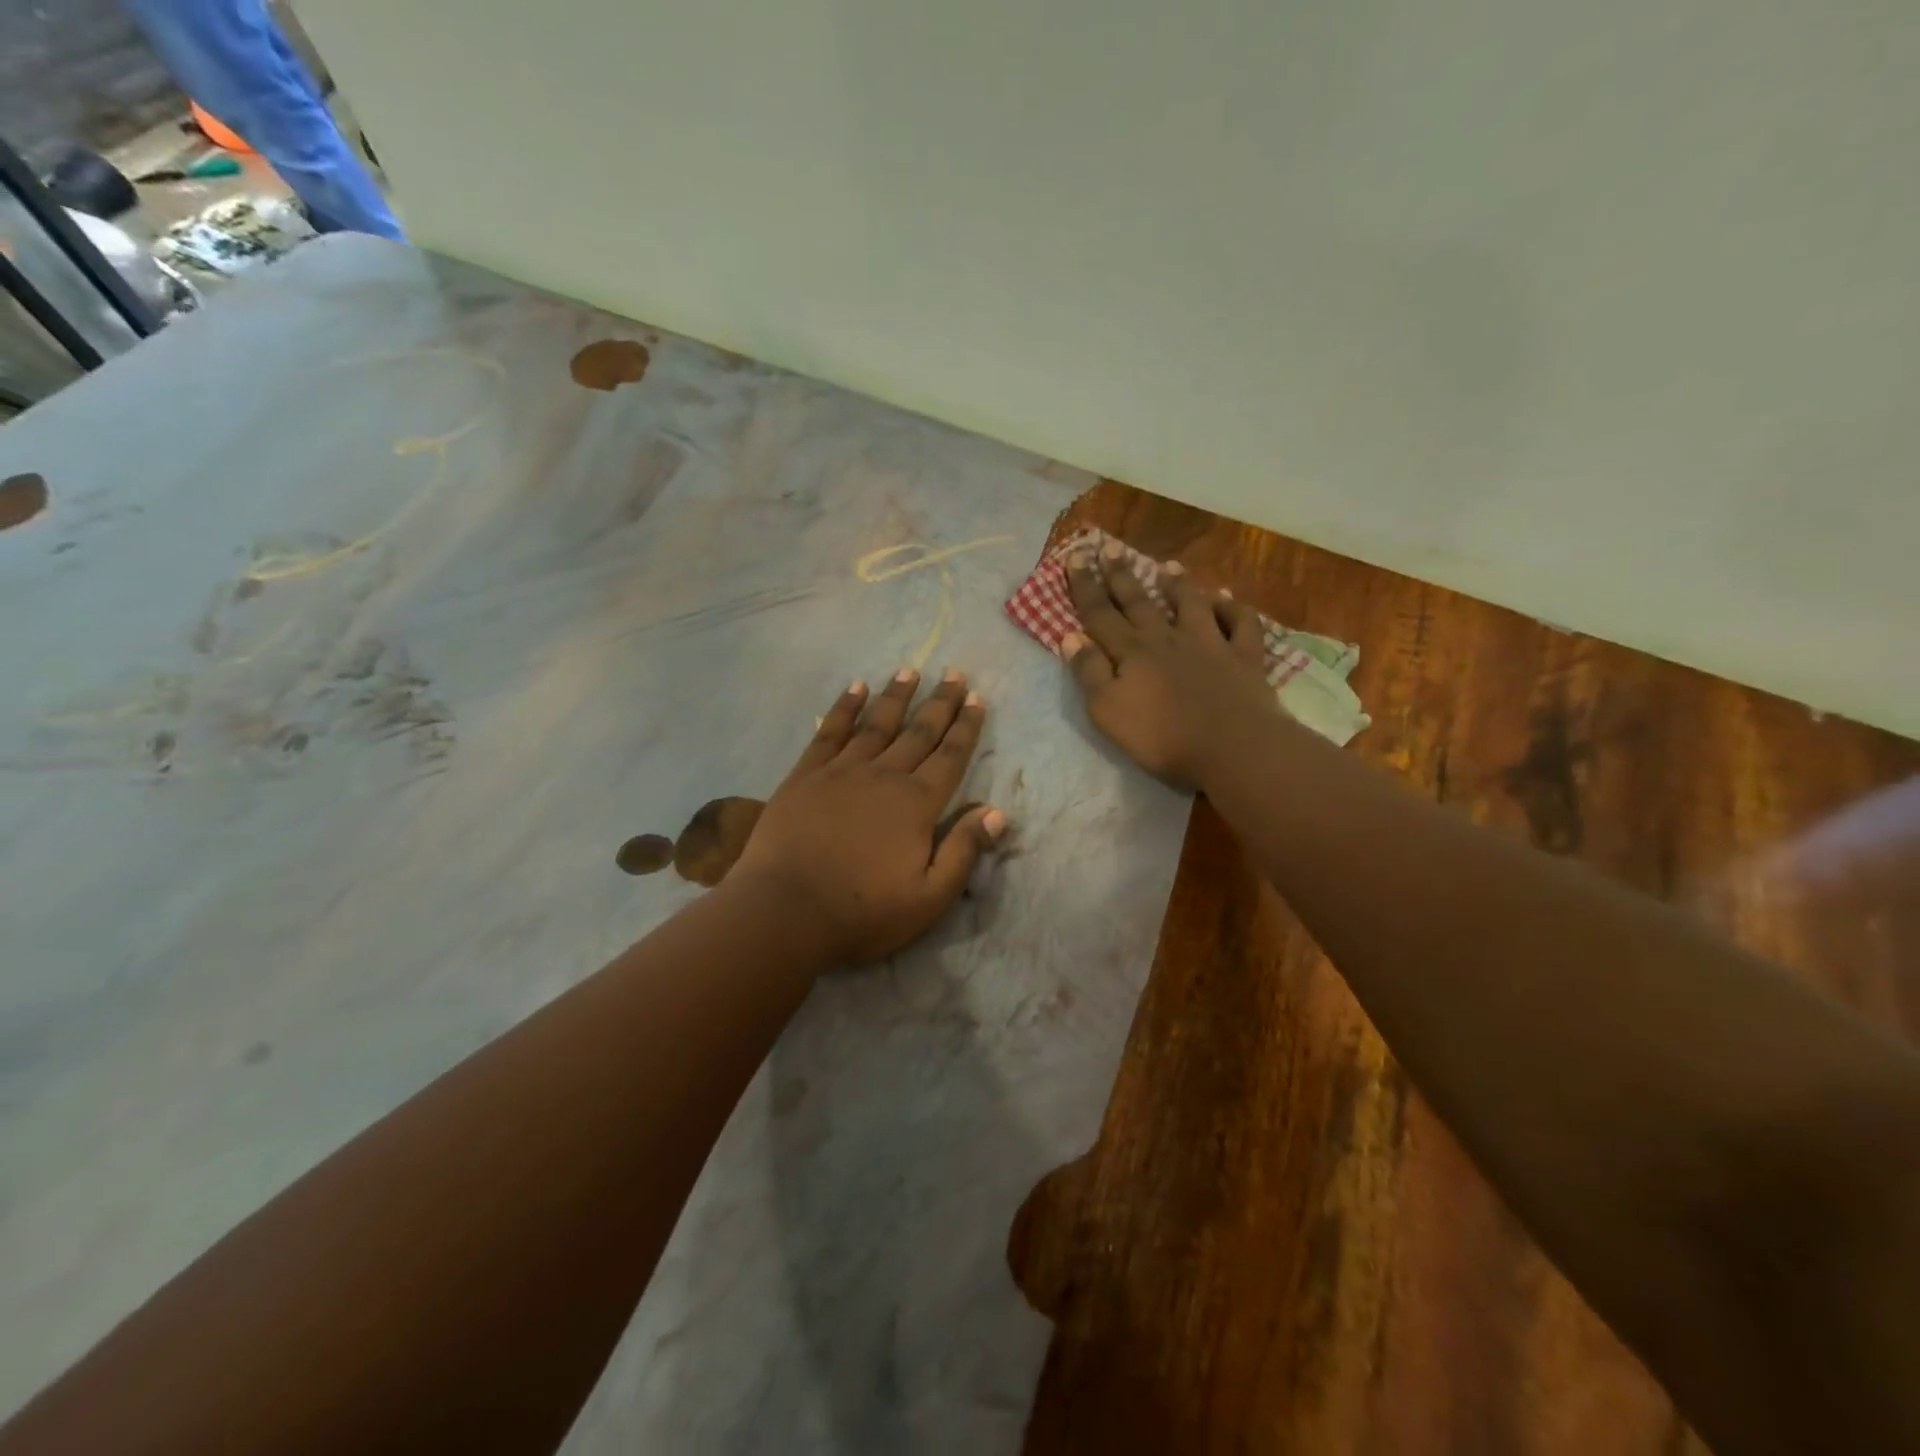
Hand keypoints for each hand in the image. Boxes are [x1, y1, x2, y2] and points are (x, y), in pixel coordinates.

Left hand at [731, 669, 1007, 964]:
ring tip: (910, 670)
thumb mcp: (930, 896)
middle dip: (940, 702)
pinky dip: (844, 708)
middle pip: (919, 732)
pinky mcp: (805, 775)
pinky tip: (855, 688)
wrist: (786, 911)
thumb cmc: (864, 912)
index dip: (966, 727)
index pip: (950, 756)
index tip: (977, 699)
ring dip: (896, 696)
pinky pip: (830, 732)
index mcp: (917, 804)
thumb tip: (997, 812)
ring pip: (877, 724)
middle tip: (954, 673)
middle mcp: (884, 776)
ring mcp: (842, 771)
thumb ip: (963, 850)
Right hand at [1061, 541, 1281, 789]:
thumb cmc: (1162, 737)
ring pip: (1190, 604)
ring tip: (1167, 566)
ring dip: (1177, 585)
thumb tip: (1070, 636)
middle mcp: (1167, 639)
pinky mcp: (1244, 657)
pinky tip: (1227, 598)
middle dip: (1121, 576)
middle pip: (1139, 602)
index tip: (1075, 557)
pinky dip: (1233, 608)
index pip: (1100, 614)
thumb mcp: (1108, 710)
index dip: (1085, 586)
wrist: (1232, 747)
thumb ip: (1089, 672)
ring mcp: (1209, 644)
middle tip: (1109, 548)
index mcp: (1132, 652)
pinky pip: (1240, 624)